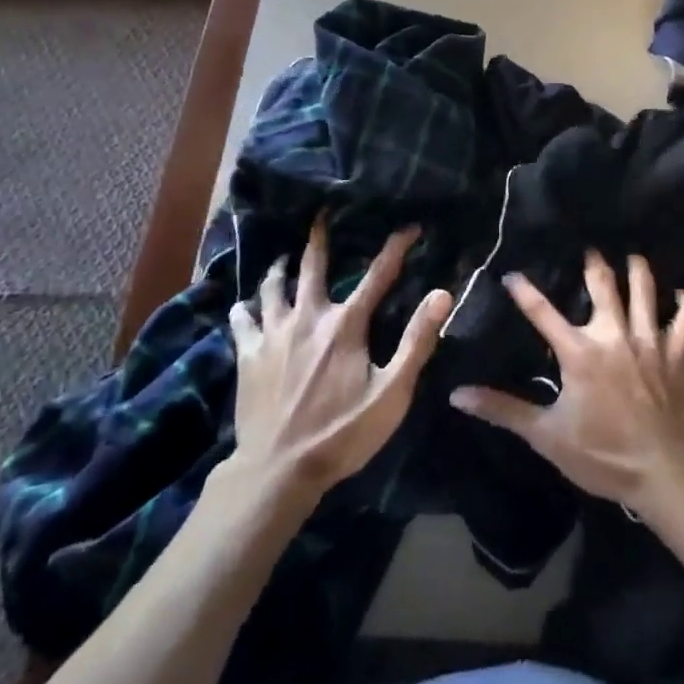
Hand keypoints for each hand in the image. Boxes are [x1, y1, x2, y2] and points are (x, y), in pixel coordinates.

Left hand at [230, 215, 453, 491]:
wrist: (277, 471)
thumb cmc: (341, 433)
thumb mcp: (392, 393)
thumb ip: (417, 341)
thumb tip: (442, 293)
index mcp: (345, 325)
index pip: (378, 275)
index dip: (396, 247)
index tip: (410, 226)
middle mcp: (308, 317)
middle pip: (312, 266)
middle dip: (319, 236)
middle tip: (321, 213)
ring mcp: (273, 334)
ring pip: (272, 287)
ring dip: (279, 268)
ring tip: (283, 258)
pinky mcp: (248, 355)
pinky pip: (241, 320)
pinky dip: (244, 308)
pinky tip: (245, 305)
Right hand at [448, 252, 683, 519]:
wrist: (667, 472)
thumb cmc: (604, 455)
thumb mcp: (547, 436)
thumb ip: (504, 410)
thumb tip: (458, 395)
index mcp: (580, 352)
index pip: (543, 312)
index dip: (524, 291)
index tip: (512, 274)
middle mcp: (614, 335)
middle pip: (603, 287)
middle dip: (595, 265)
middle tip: (590, 249)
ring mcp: (649, 341)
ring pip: (645, 293)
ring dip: (639, 272)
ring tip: (634, 257)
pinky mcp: (678, 354)